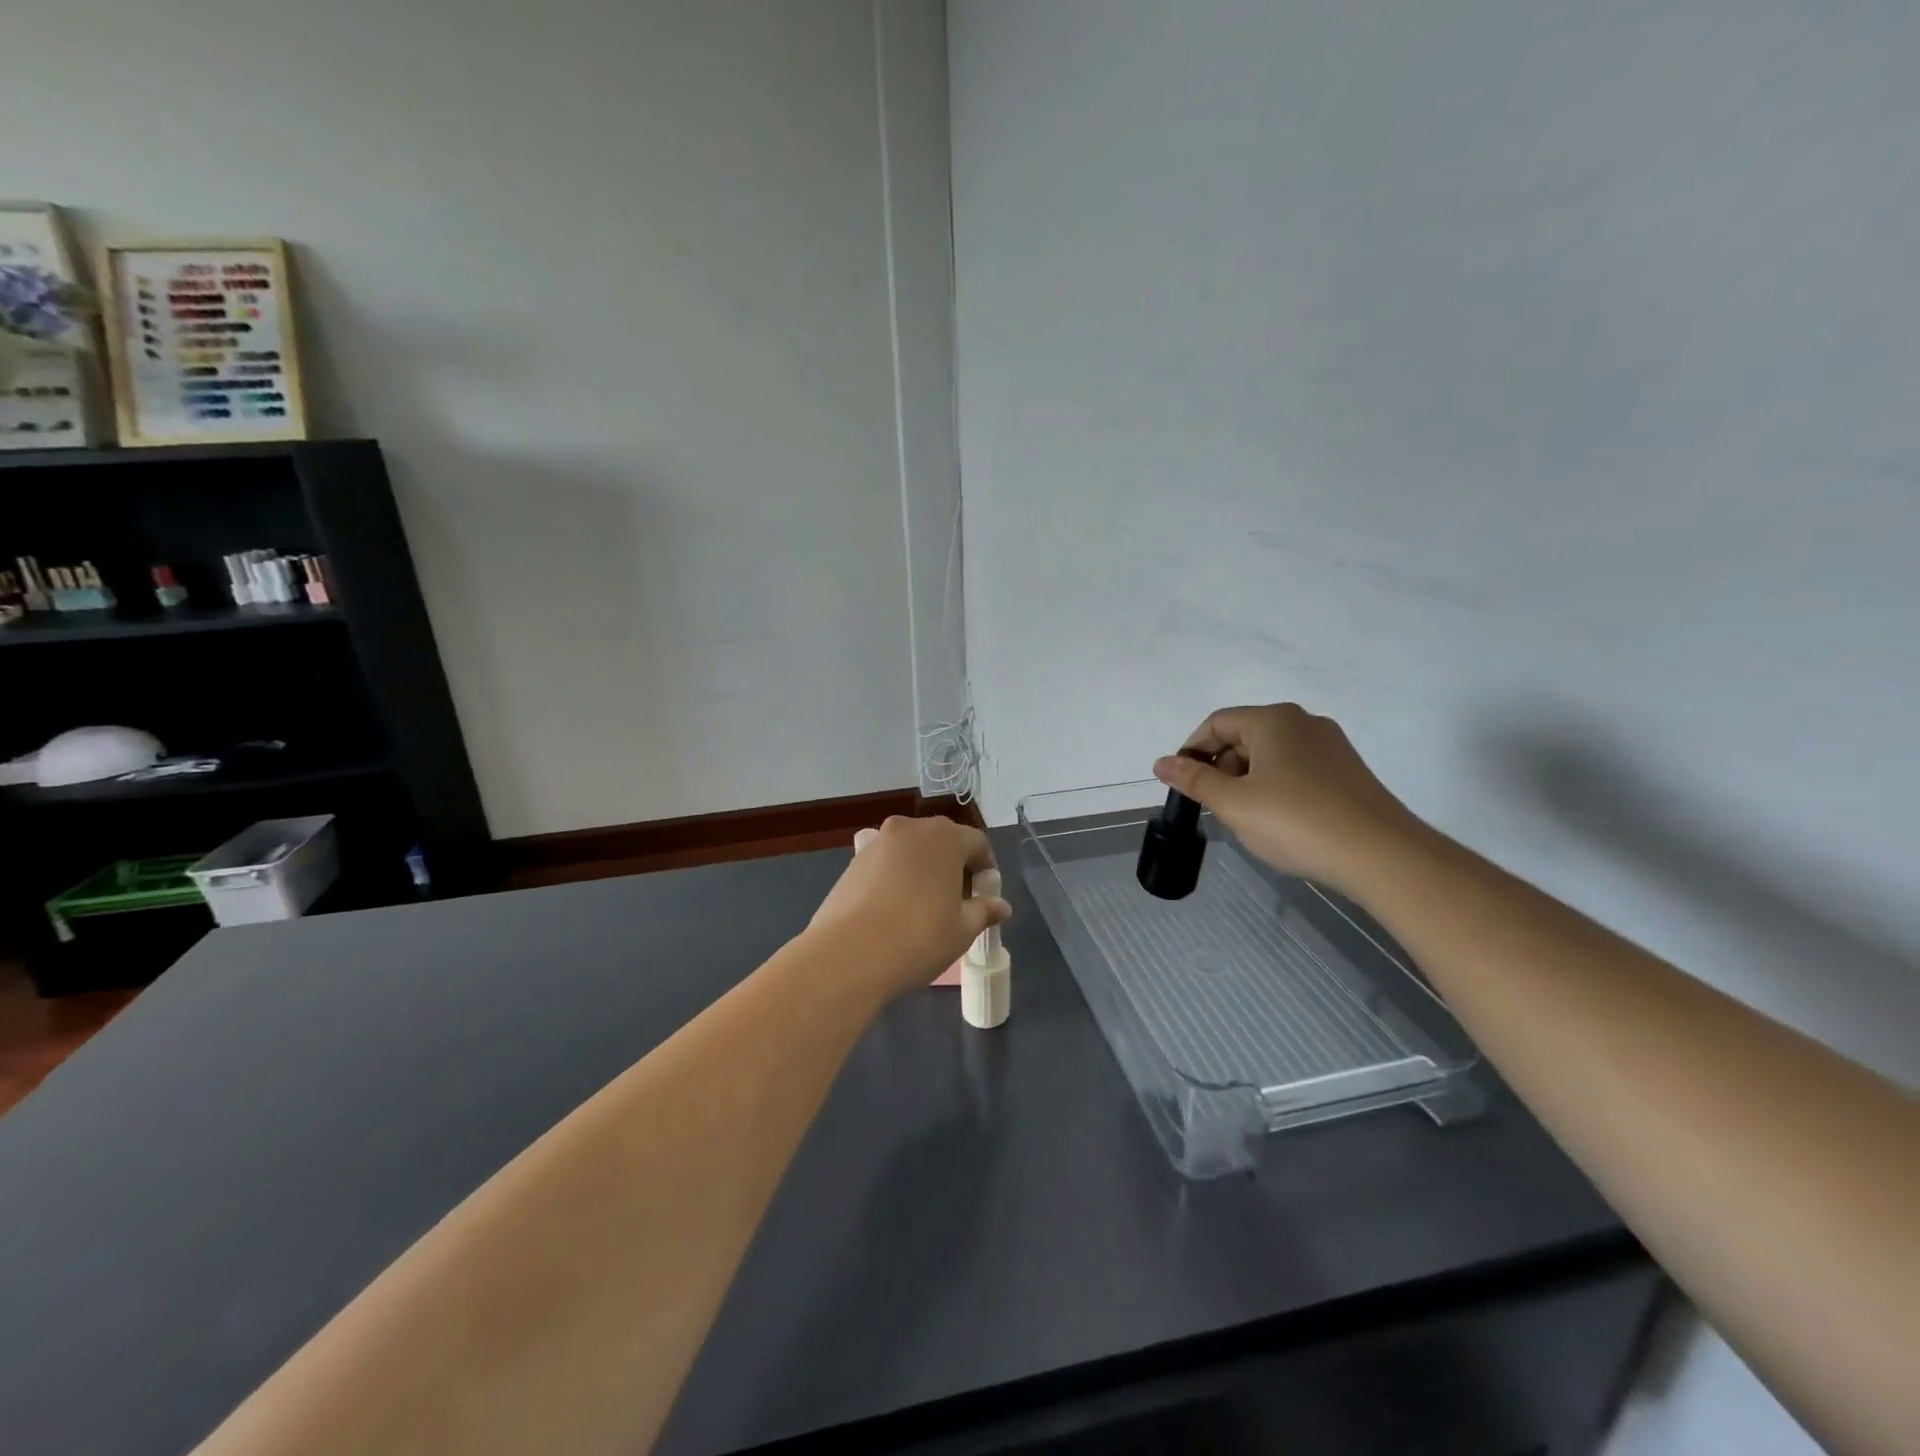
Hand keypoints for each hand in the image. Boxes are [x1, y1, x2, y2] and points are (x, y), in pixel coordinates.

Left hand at [807, 816, 1010, 1000]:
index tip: (984, 898)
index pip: (977, 844)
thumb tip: (1001, 905)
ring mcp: (877, 841)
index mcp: (945, 837)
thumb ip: (983, 911)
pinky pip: (885, 863)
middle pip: (942, 841)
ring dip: (922, 870)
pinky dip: (895, 877)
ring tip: (922, 908)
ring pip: (911, 851)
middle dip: (953, 867)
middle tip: (956, 903)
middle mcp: (911, 829)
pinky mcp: (852, 860)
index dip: (985, 870)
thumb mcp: (962, 930)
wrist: (847, 955)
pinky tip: (892, 910)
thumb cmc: (918, 938)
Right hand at [1152, 703, 1423, 894]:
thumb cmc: (1296, 822)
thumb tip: (1161, 762)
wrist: (1382, 855)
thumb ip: (1194, 780)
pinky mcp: (1347, 772)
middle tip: (1217, 808)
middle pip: (1244, 737)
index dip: (1193, 751)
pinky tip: (1281, 823)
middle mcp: (1304, 723)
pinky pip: (1297, 770)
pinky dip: (1277, 789)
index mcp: (1273, 720)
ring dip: (1248, 782)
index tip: (1184, 785)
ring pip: (1271, 756)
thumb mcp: (1233, 803)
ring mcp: (1331, 746)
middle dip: (1222, 769)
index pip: (1217, 723)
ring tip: (1248, 820)